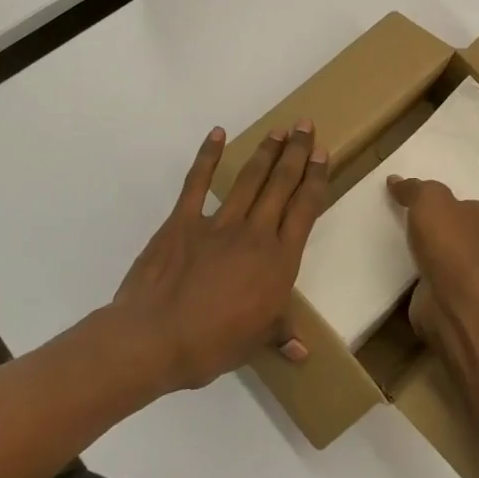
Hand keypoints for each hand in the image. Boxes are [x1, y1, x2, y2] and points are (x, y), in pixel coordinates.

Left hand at [112, 122, 328, 392]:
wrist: (155, 339)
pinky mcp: (183, 220)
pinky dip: (207, 156)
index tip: (323, 154)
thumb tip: (302, 352)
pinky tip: (217, 134)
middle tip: (306, 125)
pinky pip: (198, 182)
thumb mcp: (254, 343)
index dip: (315, 179)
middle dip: (296, 152)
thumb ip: (279, 336)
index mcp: (278, 261)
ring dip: (265, 151)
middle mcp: (255, 233)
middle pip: (281, 184)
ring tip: (278, 129)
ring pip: (249, 178)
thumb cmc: (211, 345)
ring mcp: (218, 223)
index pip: (304, 209)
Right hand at [386, 175, 478, 346]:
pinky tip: (400, 274)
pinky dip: (420, 280)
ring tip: (400, 247)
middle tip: (411, 224)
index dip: (454, 204)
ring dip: (429, 257)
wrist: (454, 299)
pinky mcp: (453, 300)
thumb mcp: (429, 199)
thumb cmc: (449, 241)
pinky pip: (433, 283)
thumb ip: (414, 189)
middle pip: (462, 234)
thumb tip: (395, 180)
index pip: (473, 207)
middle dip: (442, 231)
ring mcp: (471, 277)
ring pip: (448, 260)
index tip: (430, 205)